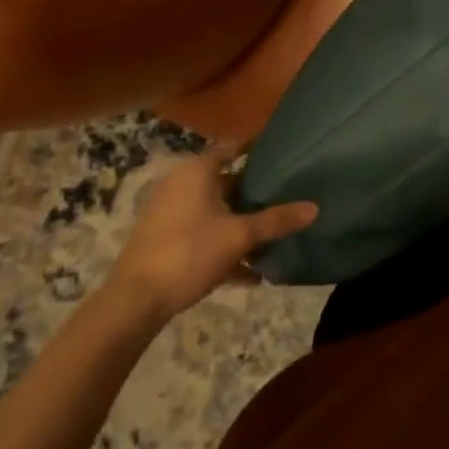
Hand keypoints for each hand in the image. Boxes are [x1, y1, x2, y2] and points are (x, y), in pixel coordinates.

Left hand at [107, 144, 318, 318]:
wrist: (134, 301)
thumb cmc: (189, 252)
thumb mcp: (239, 236)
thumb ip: (276, 221)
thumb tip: (315, 208)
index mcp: (197, 171)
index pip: (232, 147)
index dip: (256, 148)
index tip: (281, 151)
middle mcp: (181, 184)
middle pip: (225, 181)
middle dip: (253, 193)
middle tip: (284, 196)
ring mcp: (170, 213)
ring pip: (215, 211)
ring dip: (240, 225)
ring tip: (271, 240)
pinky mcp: (164, 240)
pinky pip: (202, 235)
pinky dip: (223, 247)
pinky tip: (250, 275)